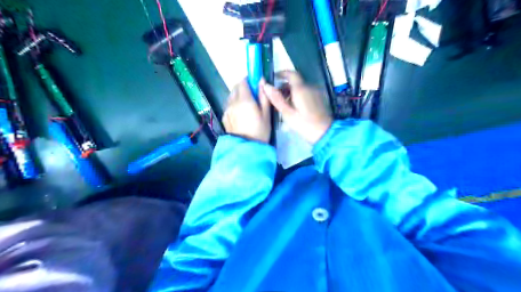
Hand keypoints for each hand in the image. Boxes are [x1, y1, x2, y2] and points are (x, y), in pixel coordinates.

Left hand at [222, 79, 270, 141]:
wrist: (247, 147)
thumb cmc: (260, 130)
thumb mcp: (266, 113)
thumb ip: (263, 95)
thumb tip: (261, 80)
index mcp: (244, 99)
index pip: (243, 82)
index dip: (249, 80)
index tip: (255, 85)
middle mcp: (232, 102)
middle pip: (235, 88)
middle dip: (243, 88)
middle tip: (253, 96)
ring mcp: (227, 110)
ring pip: (231, 97)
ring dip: (238, 96)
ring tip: (247, 107)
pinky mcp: (224, 117)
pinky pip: (229, 106)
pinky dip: (234, 105)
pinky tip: (240, 115)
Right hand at [263, 70, 331, 143]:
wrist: (325, 133)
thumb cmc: (304, 124)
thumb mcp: (287, 113)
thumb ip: (276, 99)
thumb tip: (266, 85)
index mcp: (301, 89)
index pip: (291, 74)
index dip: (281, 73)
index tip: (273, 78)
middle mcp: (310, 87)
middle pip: (295, 81)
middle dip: (284, 86)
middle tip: (276, 96)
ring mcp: (316, 92)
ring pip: (301, 87)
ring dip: (291, 92)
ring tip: (284, 104)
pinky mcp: (319, 99)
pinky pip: (306, 92)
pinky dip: (298, 95)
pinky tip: (294, 107)